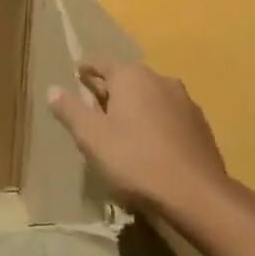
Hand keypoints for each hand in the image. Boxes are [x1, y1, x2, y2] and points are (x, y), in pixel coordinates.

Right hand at [47, 61, 230, 215]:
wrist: (196, 194)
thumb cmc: (135, 160)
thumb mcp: (91, 137)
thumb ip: (70, 110)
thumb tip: (53, 89)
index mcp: (132, 76)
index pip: (102, 61)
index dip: (87, 67)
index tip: (77, 74)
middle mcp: (160, 80)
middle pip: (128, 78)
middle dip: (111, 89)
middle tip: (95, 109)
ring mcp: (185, 102)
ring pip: (151, 96)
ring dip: (136, 106)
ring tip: (123, 129)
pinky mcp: (200, 125)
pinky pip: (169, 115)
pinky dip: (155, 123)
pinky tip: (151, 146)